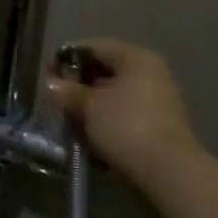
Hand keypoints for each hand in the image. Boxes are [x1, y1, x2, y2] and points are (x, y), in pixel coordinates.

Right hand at [45, 39, 197, 187]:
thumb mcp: (89, 106)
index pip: (93, 47)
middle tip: (59, 97)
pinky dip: (108, 116)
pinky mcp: (161, 122)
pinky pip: (127, 110)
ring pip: (116, 91)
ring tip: (73, 118)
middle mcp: (151, 71)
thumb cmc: (125, 126)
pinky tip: (93, 132)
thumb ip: (69, 91)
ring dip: (93, 102)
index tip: (49, 74)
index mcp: (135, 57)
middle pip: (106, 68)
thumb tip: (52, 84)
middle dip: (80, 82)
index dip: (66, 58)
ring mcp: (160, 97)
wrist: (169, 171)